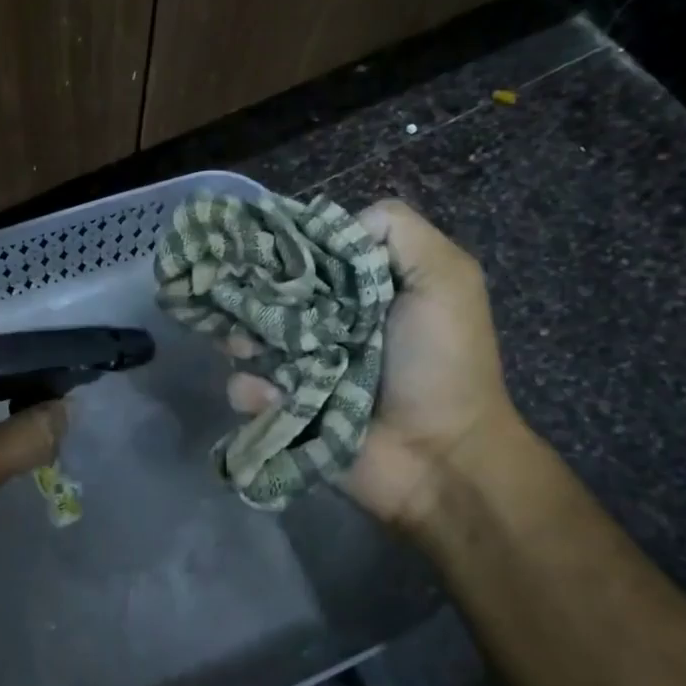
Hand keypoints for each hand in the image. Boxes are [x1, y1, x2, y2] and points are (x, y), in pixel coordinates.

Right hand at [227, 198, 530, 533]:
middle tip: (240, 304)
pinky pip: (248, 390)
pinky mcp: (285, 407)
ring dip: (241, 341)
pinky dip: (253, 392)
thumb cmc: (442, 363)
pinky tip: (271, 398)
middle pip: (268, 295)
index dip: (280, 248)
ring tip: (246, 350)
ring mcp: (301, 366)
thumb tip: (327, 227)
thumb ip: (398, 231)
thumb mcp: (446, 278)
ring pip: (248, 339)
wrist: (440, 458)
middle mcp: (325, 321)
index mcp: (358, 288)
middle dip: (250, 296)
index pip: (305, 253)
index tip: (255, 247)